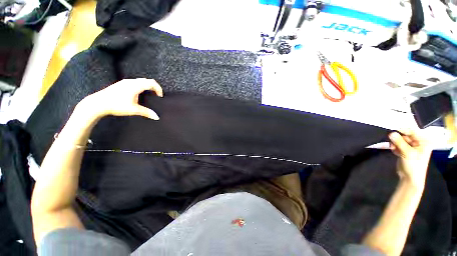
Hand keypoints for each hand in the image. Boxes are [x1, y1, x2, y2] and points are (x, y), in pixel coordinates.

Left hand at [78, 78, 162, 119]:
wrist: (98, 103)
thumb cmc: (116, 105)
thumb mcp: (134, 110)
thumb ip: (146, 112)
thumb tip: (157, 117)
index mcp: (136, 86)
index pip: (151, 83)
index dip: (158, 89)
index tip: (160, 96)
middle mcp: (131, 81)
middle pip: (147, 80)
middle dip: (154, 87)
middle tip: (156, 95)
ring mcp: (125, 82)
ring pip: (140, 80)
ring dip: (147, 86)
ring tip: (149, 94)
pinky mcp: (121, 84)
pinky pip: (135, 82)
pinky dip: (141, 86)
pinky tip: (139, 93)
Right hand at [389, 130, 431, 188]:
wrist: (410, 178)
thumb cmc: (414, 166)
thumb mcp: (407, 153)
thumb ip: (399, 142)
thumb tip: (391, 133)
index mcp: (423, 141)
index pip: (412, 131)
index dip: (402, 130)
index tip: (391, 130)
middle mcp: (419, 142)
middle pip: (405, 135)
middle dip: (397, 138)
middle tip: (391, 142)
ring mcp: (412, 147)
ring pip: (400, 140)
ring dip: (395, 143)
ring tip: (392, 148)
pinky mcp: (405, 150)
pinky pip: (398, 145)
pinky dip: (395, 147)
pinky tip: (394, 150)